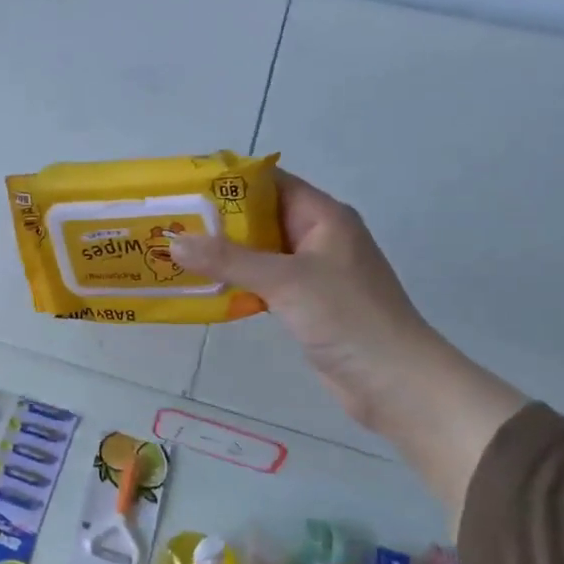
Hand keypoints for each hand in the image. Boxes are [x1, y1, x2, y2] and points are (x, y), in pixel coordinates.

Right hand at [168, 170, 526, 528]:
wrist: (393, 380)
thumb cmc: (346, 317)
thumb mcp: (285, 281)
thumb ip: (229, 260)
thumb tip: (174, 242)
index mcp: (324, 217)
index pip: (271, 183)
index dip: (229, 183)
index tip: (185, 189)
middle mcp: (318, 238)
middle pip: (261, 218)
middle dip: (217, 222)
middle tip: (170, 225)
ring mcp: (313, 273)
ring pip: (260, 253)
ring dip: (223, 255)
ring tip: (176, 255)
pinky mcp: (307, 304)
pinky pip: (264, 283)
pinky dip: (236, 283)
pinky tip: (204, 290)